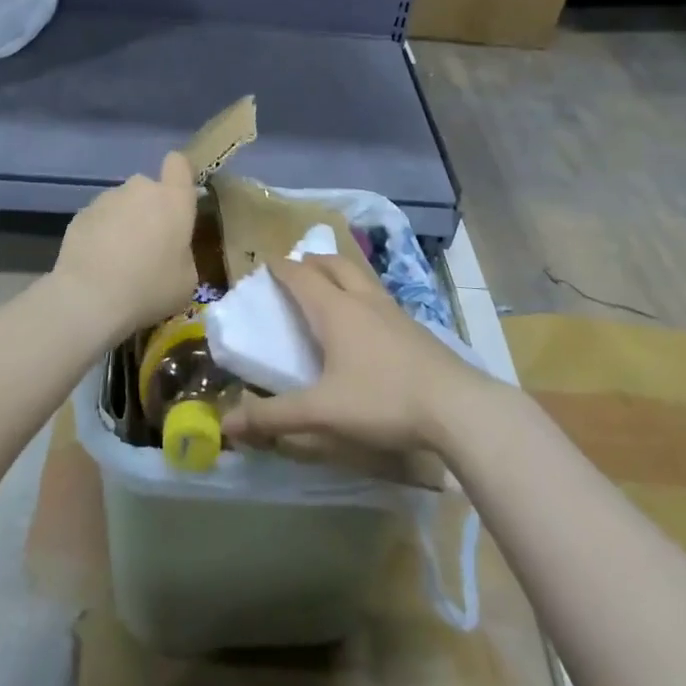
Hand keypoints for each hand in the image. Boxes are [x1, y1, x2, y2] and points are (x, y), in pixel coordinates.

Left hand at [53, 151, 198, 333]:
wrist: (90, 298)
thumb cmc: (150, 288)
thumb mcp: (186, 280)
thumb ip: (184, 253)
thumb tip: (172, 251)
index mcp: (173, 199)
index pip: (179, 163)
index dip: (179, 176)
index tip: (179, 198)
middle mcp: (140, 189)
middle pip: (148, 188)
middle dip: (149, 209)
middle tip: (148, 244)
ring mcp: (106, 199)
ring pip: (122, 204)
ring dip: (124, 222)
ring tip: (118, 259)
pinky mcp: (80, 215)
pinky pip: (98, 219)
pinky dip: (100, 235)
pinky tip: (97, 263)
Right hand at [222, 253, 494, 455]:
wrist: (457, 406)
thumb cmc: (383, 400)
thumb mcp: (323, 413)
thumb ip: (275, 417)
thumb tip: (228, 423)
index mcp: (336, 310)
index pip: (302, 276)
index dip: (281, 268)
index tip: (265, 264)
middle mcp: (364, 300)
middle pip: (335, 265)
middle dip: (312, 262)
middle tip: (297, 269)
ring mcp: (394, 311)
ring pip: (361, 277)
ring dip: (340, 273)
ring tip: (330, 287)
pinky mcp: (414, 328)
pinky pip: (379, 297)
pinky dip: (362, 294)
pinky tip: (367, 321)